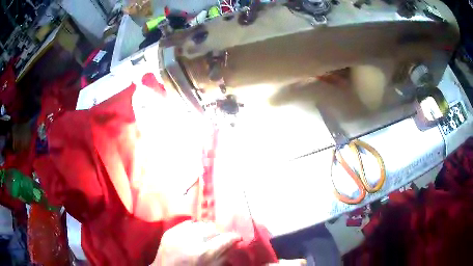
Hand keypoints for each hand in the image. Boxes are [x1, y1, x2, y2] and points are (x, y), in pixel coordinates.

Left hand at [153, 220, 241, 265]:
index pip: (226, 239)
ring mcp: (178, 233)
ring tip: (205, 238)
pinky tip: (193, 236)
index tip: (237, 238)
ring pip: (200, 224)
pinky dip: (193, 229)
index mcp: (203, 252)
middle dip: (218, 234)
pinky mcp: (169, 231)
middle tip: (219, 240)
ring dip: (206, 230)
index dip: (234, 237)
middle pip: (212, 228)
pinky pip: (187, 224)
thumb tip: (233, 244)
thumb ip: (223, 256)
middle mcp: (191, 239)